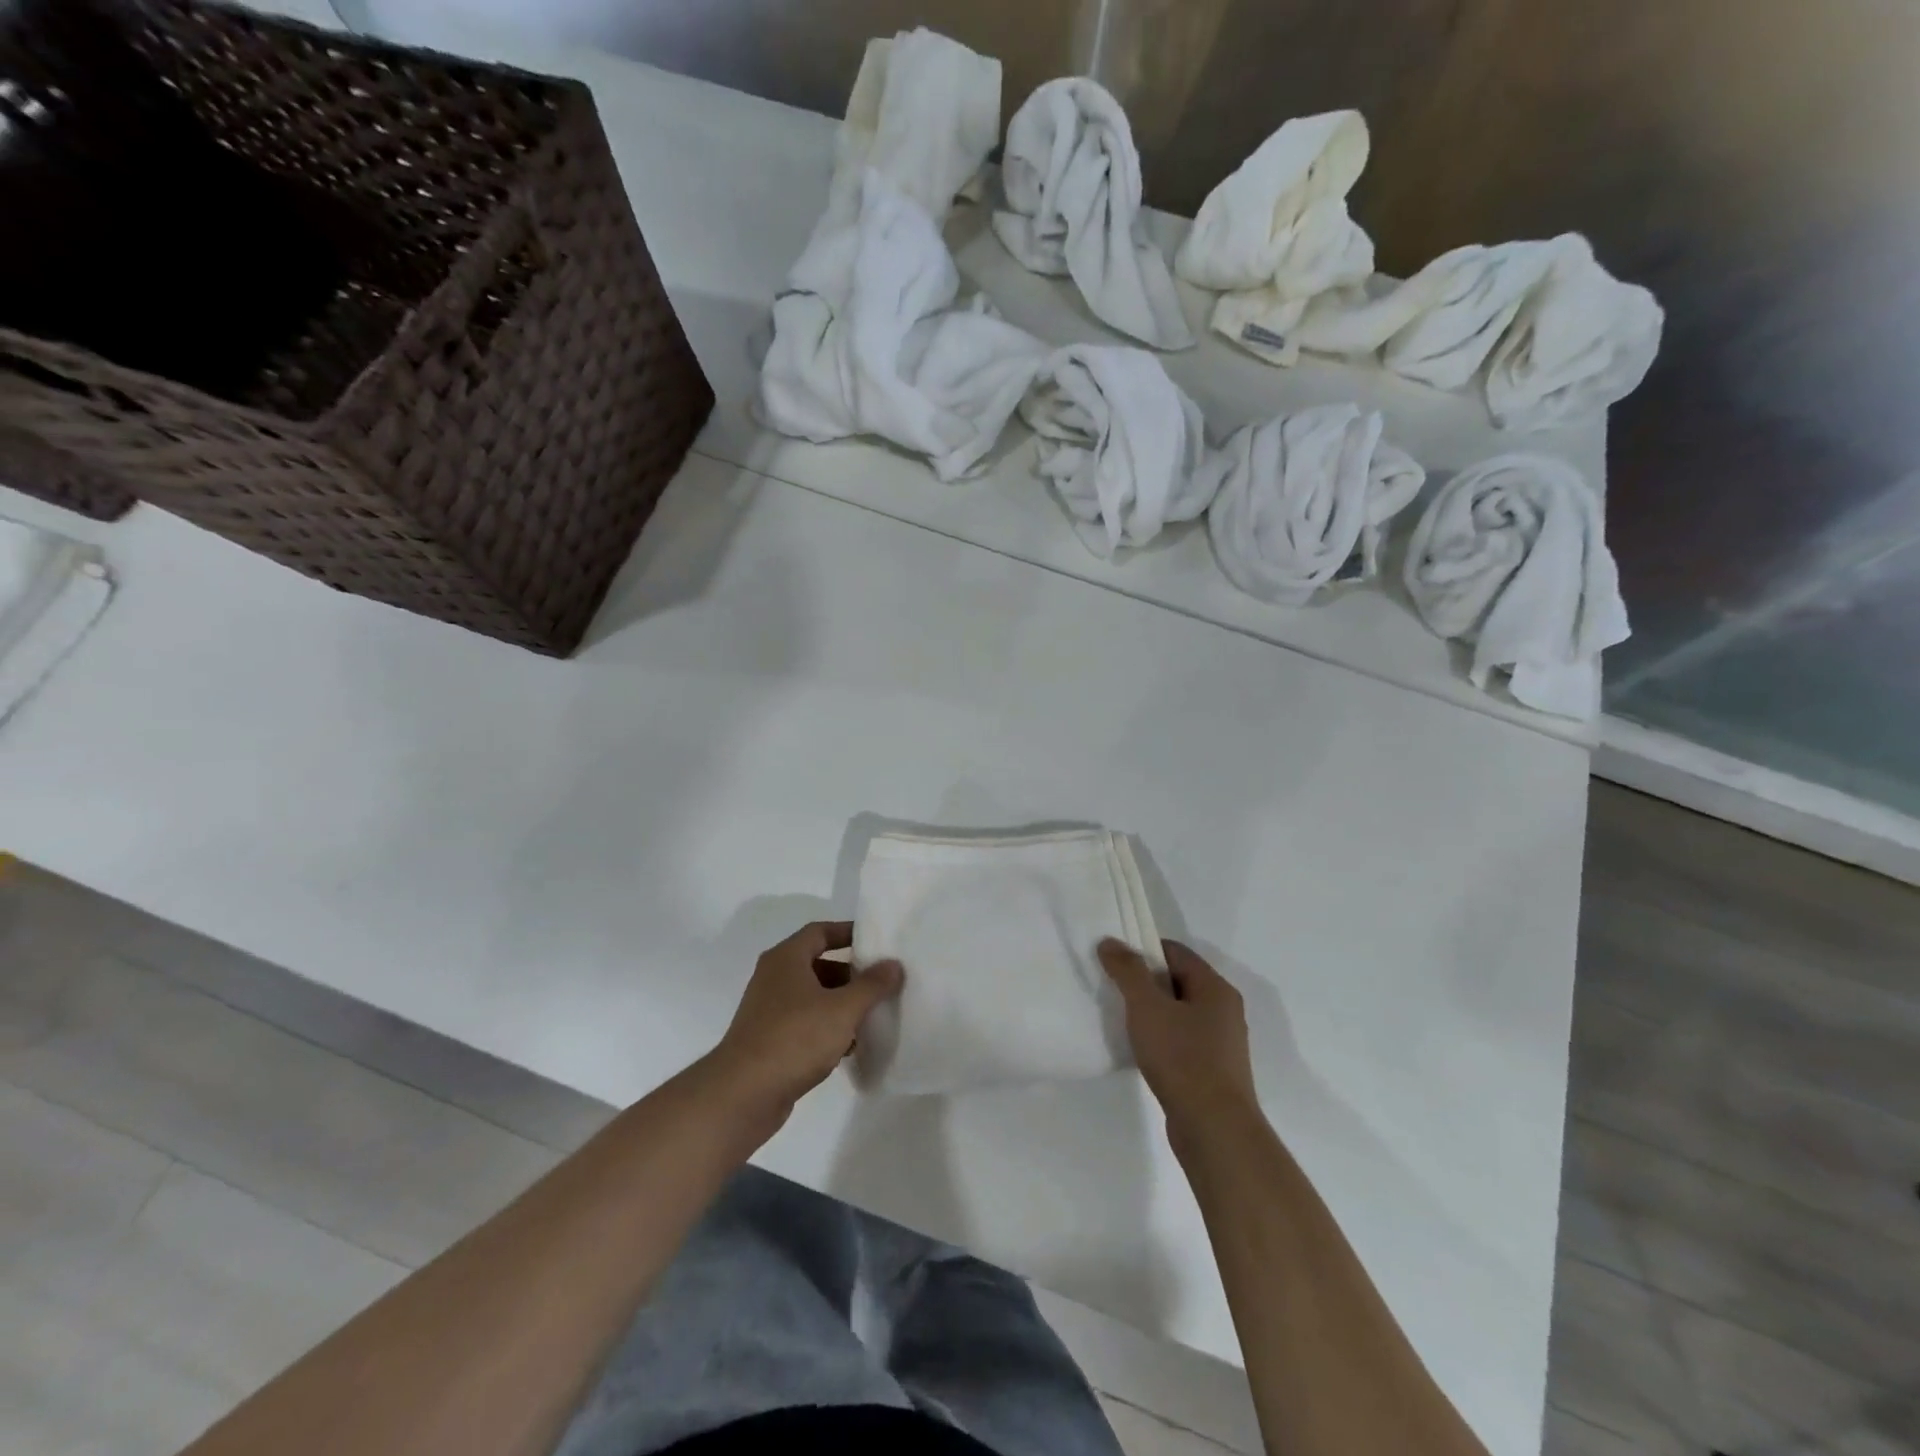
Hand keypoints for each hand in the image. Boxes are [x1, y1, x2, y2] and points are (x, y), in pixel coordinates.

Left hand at [703, 921, 901, 1133]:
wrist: (743, 1095)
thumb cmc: (794, 1038)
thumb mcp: (842, 1009)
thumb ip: (871, 985)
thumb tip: (894, 964)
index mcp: (786, 959)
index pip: (819, 932)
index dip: (847, 932)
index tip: (875, 940)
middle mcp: (774, 978)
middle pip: (818, 965)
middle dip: (850, 974)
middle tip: (879, 983)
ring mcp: (769, 1011)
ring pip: (813, 997)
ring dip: (840, 1004)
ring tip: (871, 1017)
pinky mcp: (769, 1041)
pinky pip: (804, 1024)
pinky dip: (826, 1029)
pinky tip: (848, 1048)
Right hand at [1100, 939, 1259, 1144]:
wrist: (1215, 1130)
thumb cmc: (1182, 1059)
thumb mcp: (1147, 1007)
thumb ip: (1128, 971)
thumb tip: (1111, 942)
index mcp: (1215, 988)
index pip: (1175, 951)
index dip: (1143, 950)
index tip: (1114, 961)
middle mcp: (1224, 1010)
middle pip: (1178, 980)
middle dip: (1145, 982)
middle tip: (1113, 989)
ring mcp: (1221, 1043)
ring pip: (1180, 1012)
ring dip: (1152, 1012)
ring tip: (1123, 1020)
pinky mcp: (1214, 1071)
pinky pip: (1182, 1040)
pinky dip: (1162, 1038)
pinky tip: (1142, 1051)